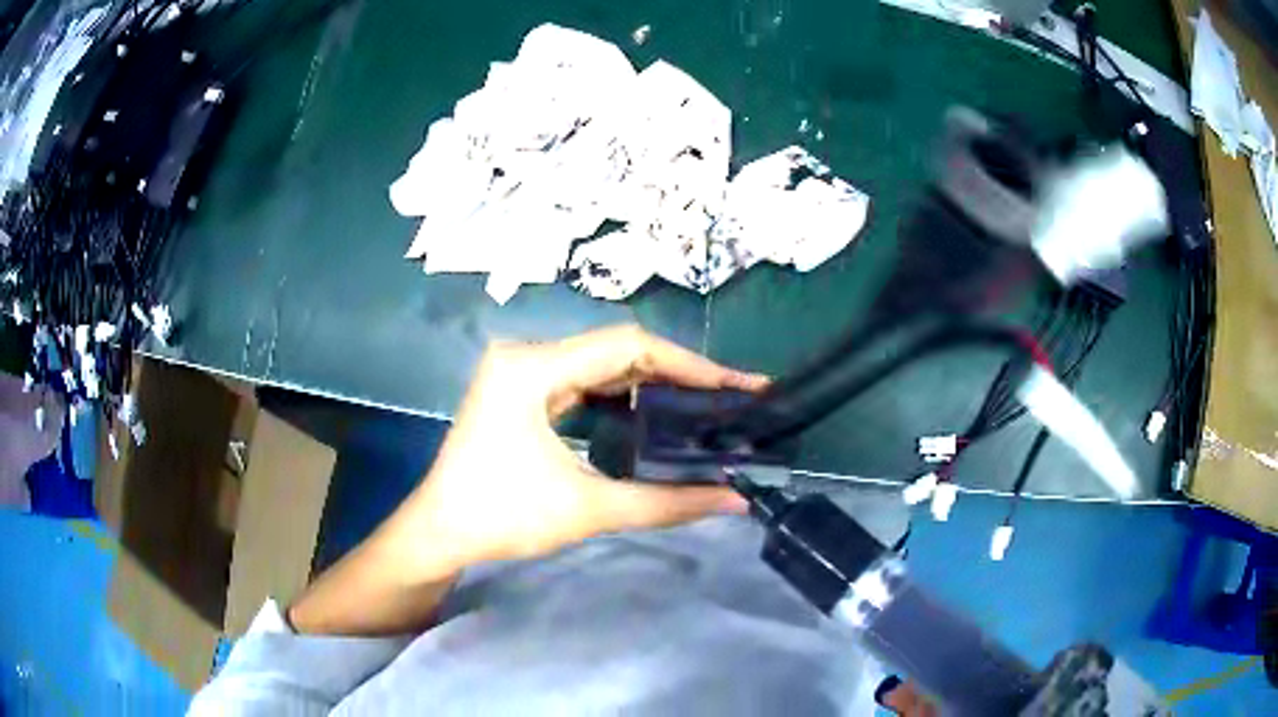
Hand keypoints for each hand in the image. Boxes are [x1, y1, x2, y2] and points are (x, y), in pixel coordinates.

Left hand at [391, 324, 767, 574]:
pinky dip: (621, 395)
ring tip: (703, 404)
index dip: (688, 364)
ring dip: (651, 383)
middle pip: (616, 350)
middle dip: (676, 373)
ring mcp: (520, 371)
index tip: (737, 385)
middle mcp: (526, 355)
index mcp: (532, 367)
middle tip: (728, 397)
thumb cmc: (502, 518)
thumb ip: (667, 502)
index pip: (627, 346)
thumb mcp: (588, 509)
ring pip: (600, 364)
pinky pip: (582, 381)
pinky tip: (654, 412)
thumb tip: (736, 499)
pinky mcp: (519, 391)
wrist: (438, 534)